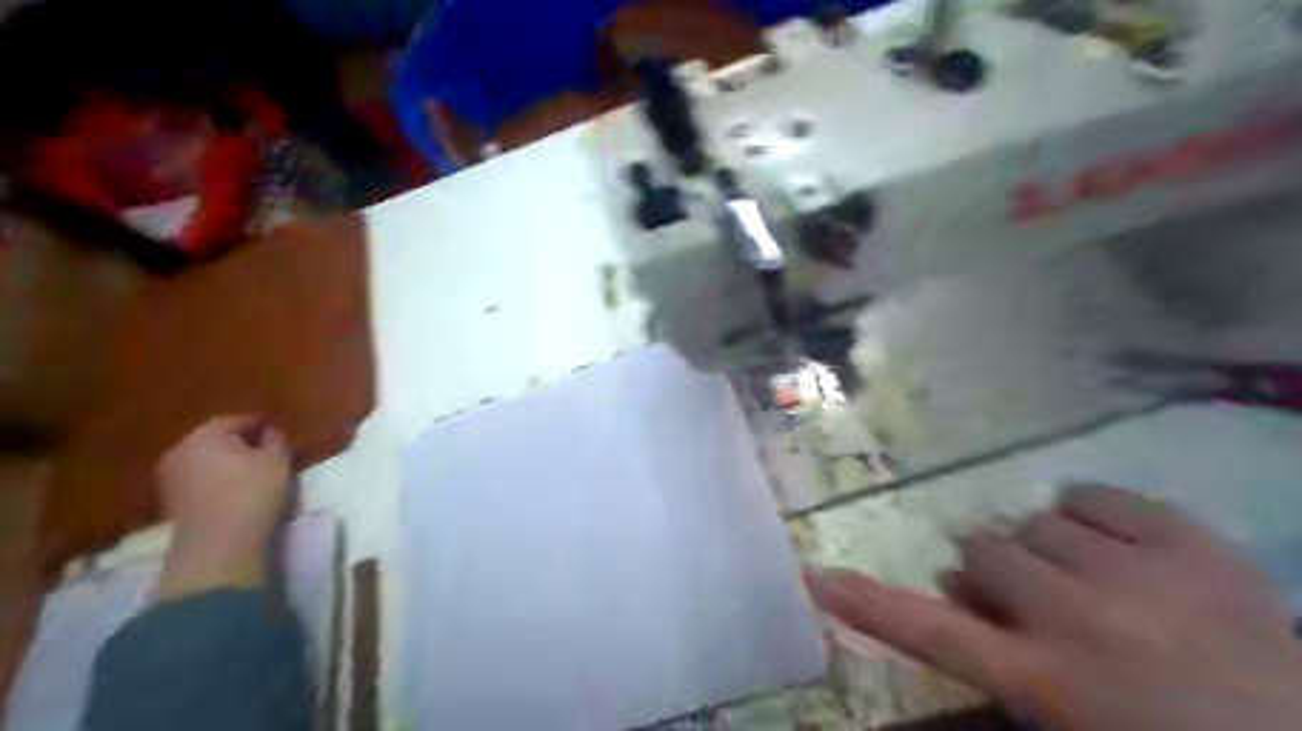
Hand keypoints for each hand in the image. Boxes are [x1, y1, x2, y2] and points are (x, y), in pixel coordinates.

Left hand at [154, 417, 293, 599]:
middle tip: (267, 451)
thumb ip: (275, 440)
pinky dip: (217, 479)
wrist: (219, 546)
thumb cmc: (253, 493)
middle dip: (240, 443)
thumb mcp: (278, 461)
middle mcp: (180, 450)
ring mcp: (169, 477)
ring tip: (253, 472)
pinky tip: (236, 490)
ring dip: (227, 462)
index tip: (278, 433)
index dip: (259, 425)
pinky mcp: (170, 500)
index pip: (235, 420)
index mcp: (205, 435)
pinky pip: (199, 479)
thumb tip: (268, 433)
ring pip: (205, 460)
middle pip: (215, 439)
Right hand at [811, 486, 1301, 730]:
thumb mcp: (1068, 721)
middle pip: (981, 550)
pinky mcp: (1193, 545)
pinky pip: (1097, 496)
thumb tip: (958, 588)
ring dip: (1043, 548)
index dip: (867, 602)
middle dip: (990, 570)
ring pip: (1035, 522)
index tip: (817, 576)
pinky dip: (1091, 514)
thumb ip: (1002, 662)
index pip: (928, 632)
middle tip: (1022, 597)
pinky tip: (1115, 543)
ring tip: (1082, 578)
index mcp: (1046, 680)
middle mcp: (1075, 617)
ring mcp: (1136, 575)